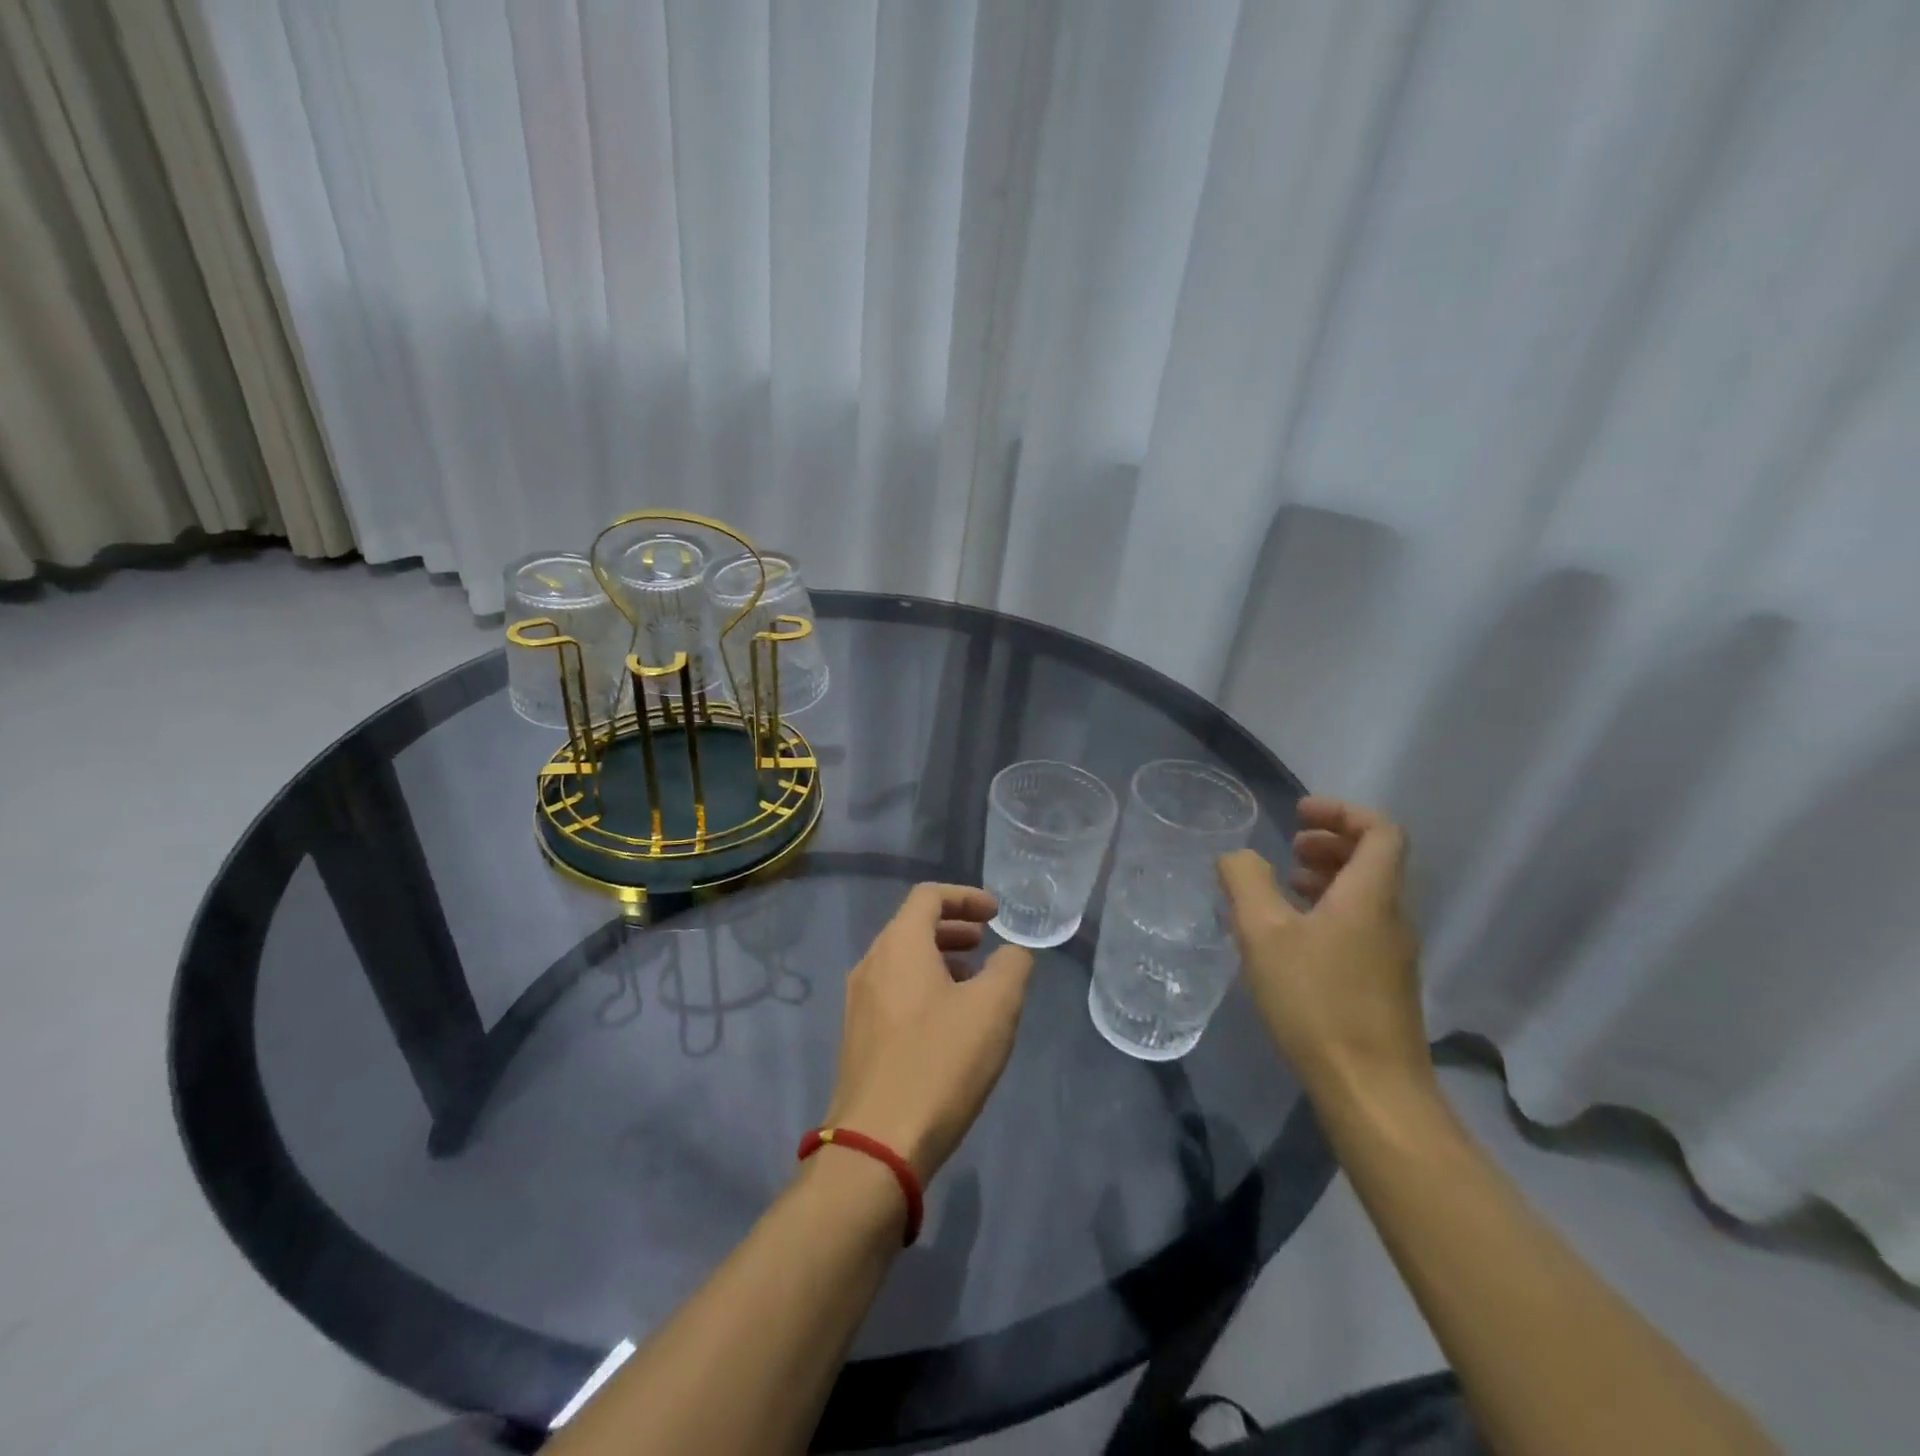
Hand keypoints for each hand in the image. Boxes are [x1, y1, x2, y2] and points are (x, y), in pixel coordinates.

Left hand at [823, 884, 1035, 1181]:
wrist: (877, 1144)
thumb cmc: (940, 1062)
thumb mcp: (994, 1009)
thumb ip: (1011, 967)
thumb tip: (1011, 954)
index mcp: (899, 945)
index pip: (929, 896)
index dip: (966, 896)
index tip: (996, 913)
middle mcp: (871, 964)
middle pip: (912, 926)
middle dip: (953, 928)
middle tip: (986, 943)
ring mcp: (859, 1002)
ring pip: (902, 961)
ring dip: (939, 959)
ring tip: (974, 982)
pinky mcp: (858, 1037)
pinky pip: (894, 991)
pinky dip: (924, 987)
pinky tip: (948, 1021)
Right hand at [1217, 797, 1431, 1100]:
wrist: (1372, 1091)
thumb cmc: (1317, 1001)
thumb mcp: (1264, 934)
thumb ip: (1245, 882)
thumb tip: (1238, 856)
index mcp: (1371, 895)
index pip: (1380, 830)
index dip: (1342, 811)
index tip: (1299, 814)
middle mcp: (1391, 917)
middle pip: (1374, 859)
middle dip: (1331, 841)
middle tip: (1290, 845)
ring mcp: (1392, 953)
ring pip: (1367, 894)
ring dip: (1328, 876)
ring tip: (1284, 885)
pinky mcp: (1384, 983)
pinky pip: (1361, 924)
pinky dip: (1330, 910)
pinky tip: (1293, 936)